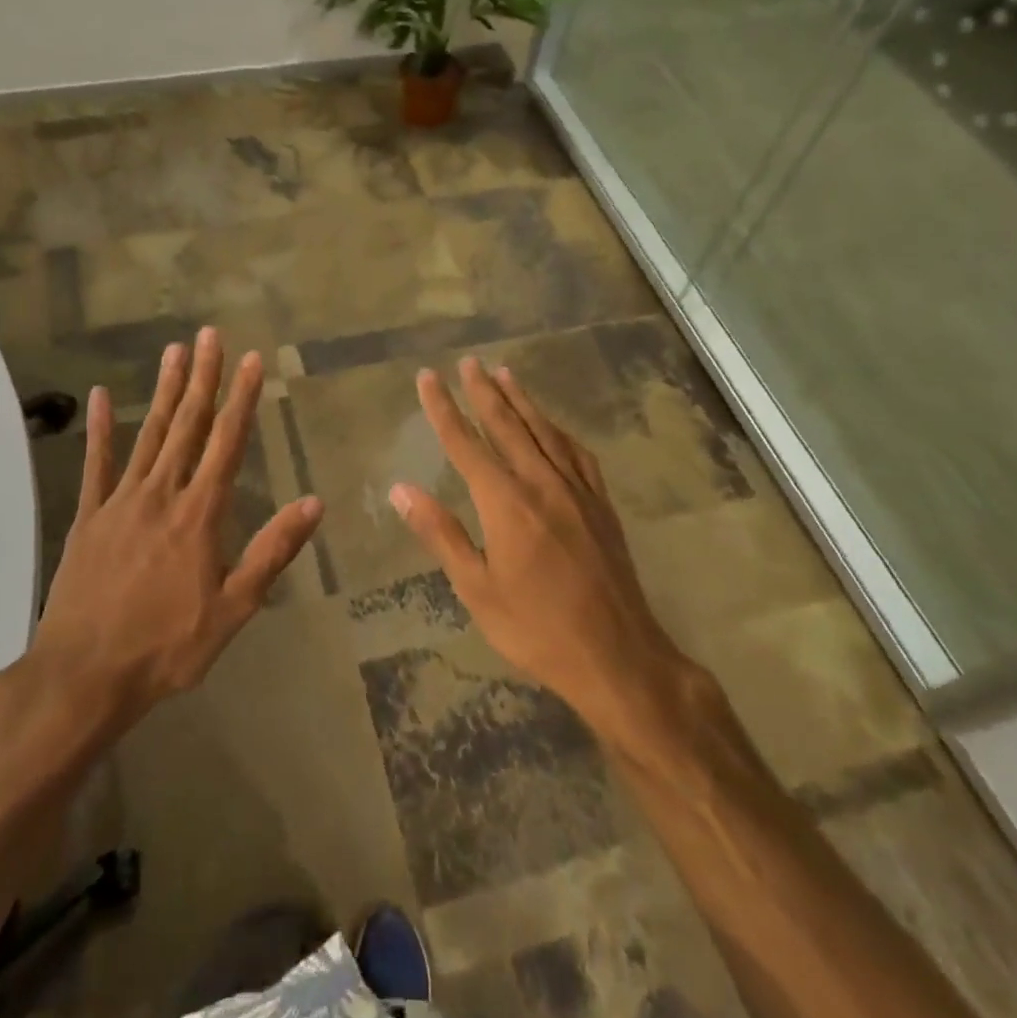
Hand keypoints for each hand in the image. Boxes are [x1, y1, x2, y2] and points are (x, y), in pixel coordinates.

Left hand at [29, 327, 324, 734]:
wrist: (84, 674)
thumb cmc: (167, 646)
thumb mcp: (234, 607)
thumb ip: (272, 551)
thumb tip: (313, 503)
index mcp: (199, 515)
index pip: (227, 443)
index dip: (242, 399)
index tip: (252, 360)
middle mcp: (161, 495)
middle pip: (187, 426)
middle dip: (202, 379)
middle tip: (209, 335)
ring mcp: (119, 502)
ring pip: (147, 435)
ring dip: (163, 391)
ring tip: (173, 351)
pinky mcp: (88, 517)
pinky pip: (95, 464)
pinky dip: (99, 429)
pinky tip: (99, 397)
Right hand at [390, 359, 706, 737]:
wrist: (617, 655)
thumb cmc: (536, 628)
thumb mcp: (476, 588)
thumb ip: (440, 533)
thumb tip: (400, 490)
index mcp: (506, 503)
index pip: (465, 443)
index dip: (443, 408)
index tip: (427, 378)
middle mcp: (541, 483)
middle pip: (507, 425)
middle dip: (483, 391)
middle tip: (468, 362)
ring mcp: (577, 491)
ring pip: (544, 432)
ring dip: (522, 401)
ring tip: (504, 374)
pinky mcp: (600, 505)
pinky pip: (577, 453)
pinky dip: (558, 431)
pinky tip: (553, 426)